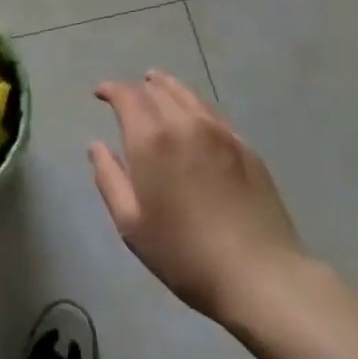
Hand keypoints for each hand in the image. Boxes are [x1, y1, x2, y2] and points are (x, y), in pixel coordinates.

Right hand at [90, 69, 307, 325]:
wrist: (260, 274)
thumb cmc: (184, 254)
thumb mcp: (132, 224)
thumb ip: (109, 178)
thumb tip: (97, 147)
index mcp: (152, 140)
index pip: (127, 96)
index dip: (111, 89)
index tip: (100, 93)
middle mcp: (185, 124)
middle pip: (157, 90)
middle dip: (137, 88)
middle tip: (126, 96)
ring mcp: (220, 132)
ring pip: (187, 95)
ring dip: (166, 86)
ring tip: (155, 84)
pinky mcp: (245, 146)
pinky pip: (211, 112)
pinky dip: (193, 104)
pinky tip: (192, 114)